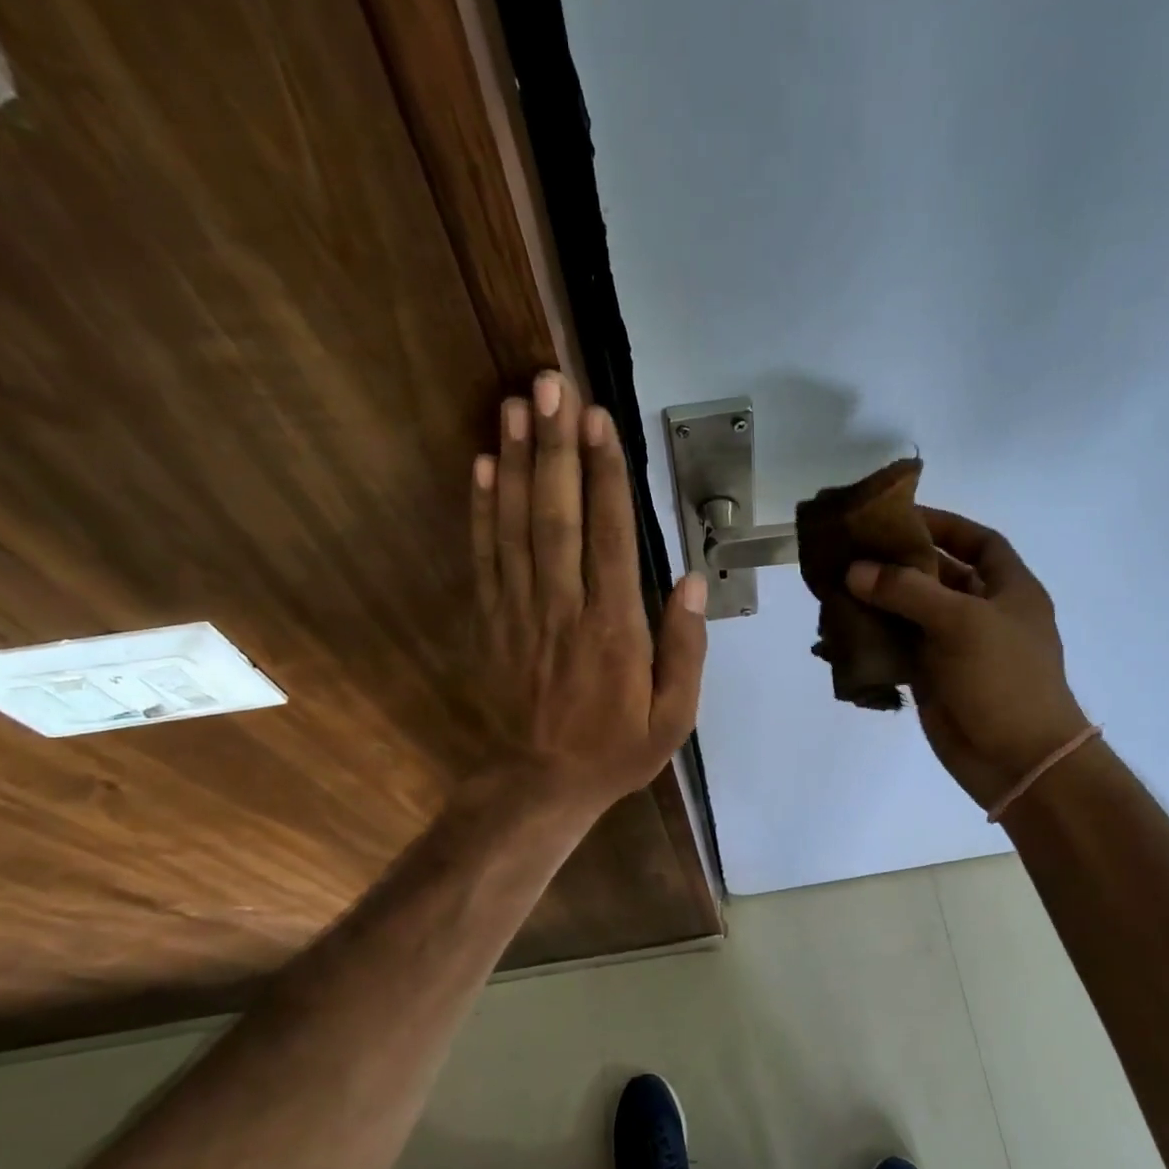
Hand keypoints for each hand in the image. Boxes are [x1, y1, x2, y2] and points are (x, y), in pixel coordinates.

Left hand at [472, 371, 707, 817]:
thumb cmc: (616, 749)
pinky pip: (485, 556)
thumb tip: (687, 582)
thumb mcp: (673, 718)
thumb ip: (684, 651)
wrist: (539, 784)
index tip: (600, 419)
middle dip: (556, 447)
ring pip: (517, 526)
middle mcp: (563, 608)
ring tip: (516, 404)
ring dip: (518, 462)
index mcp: (614, 630)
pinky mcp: (491, 620)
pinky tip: (484, 464)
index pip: (610, 538)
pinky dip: (482, 508)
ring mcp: (520, 611)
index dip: (606, 476)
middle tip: (551, 384)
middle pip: (558, 516)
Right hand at [846, 508, 1089, 808]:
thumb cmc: (1004, 679)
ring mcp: (955, 647)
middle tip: (851, 551)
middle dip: (897, 563)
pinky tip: (838, 634)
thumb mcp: (962, 622)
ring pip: (910, 613)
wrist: (1017, 760)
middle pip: (936, 575)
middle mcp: (981, 612)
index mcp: (1008, 589)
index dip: (945, 524)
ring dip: (877, 602)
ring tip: (834, 588)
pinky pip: (897, 649)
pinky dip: (871, 641)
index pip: (978, 541)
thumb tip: (855, 570)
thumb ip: (907, 591)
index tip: (900, 517)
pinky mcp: (932, 677)